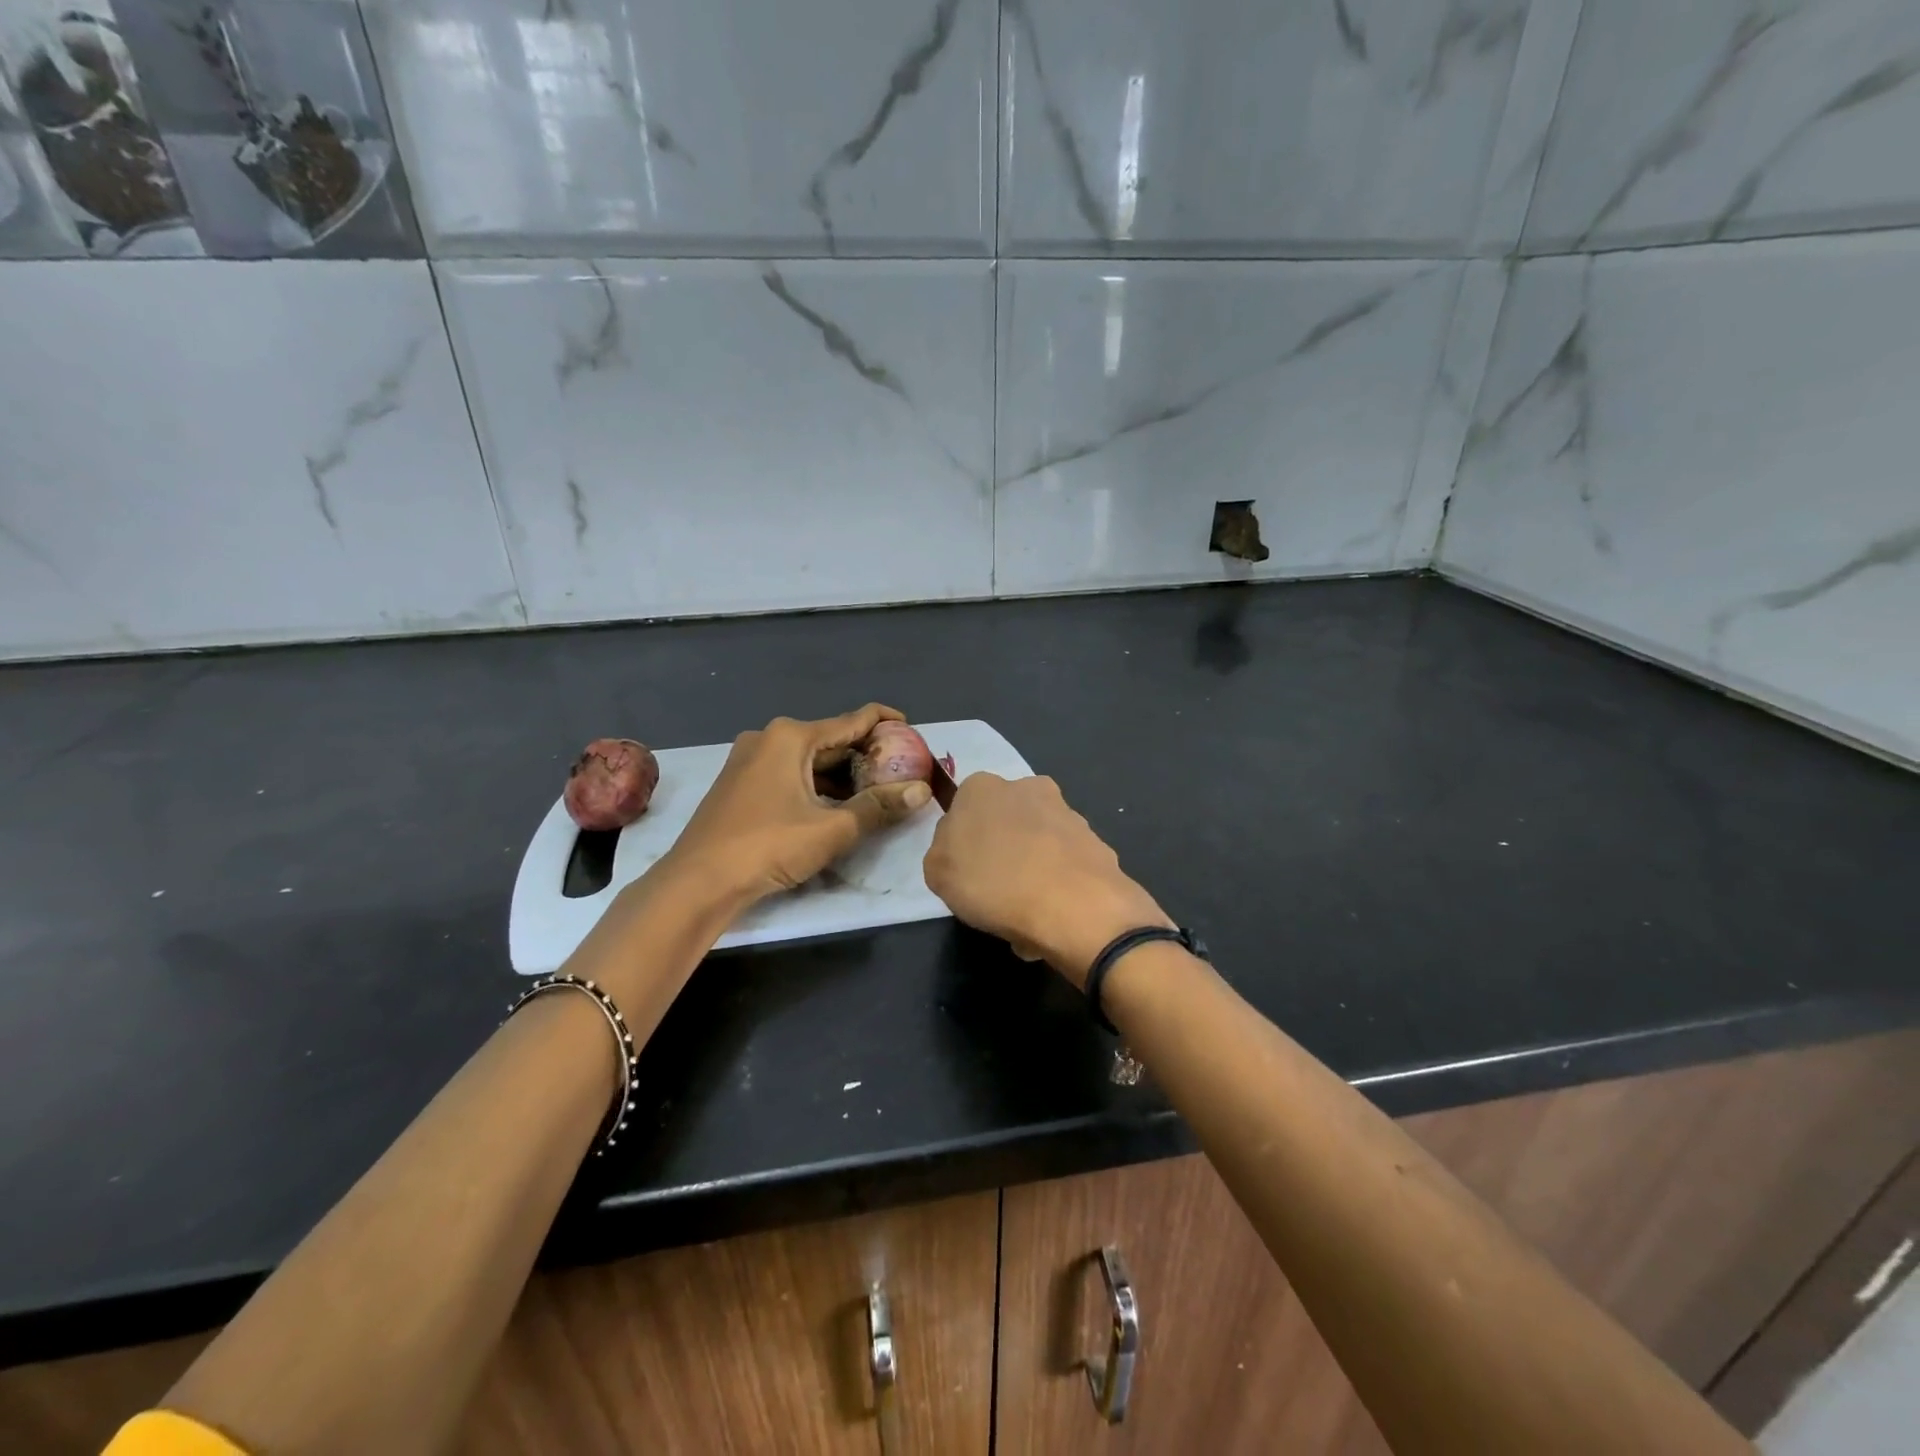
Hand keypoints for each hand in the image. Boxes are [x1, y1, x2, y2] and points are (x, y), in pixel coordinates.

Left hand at [659, 703, 931, 910]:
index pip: (852, 720)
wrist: (698, 882)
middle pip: (830, 740)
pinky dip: (816, 785)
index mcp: (791, 737)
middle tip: (901, 770)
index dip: (886, 722)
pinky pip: (789, 774)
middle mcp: (768, 738)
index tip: (914, 731)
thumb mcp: (832, 828)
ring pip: (809, 760)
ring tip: (877, 791)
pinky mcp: (740, 784)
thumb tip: (922, 791)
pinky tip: (836, 806)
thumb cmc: (768, 846)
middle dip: (866, 755)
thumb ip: (879, 807)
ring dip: (842, 775)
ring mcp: (749, 760)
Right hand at [923, 773, 1169, 988]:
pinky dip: (1057, 886)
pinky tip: (1052, 916)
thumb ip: (943, 851)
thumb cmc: (993, 883)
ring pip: (1037, 844)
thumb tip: (961, 848)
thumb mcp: (937, 872)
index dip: (961, 844)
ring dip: (1031, 871)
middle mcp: (1028, 787)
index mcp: (982, 787)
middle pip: (1004, 823)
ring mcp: (1067, 814)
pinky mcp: (1096, 842)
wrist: (1075, 907)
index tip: (963, 873)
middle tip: (993, 893)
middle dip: (1001, 852)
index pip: (962, 810)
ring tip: (1025, 914)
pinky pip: (1064, 866)